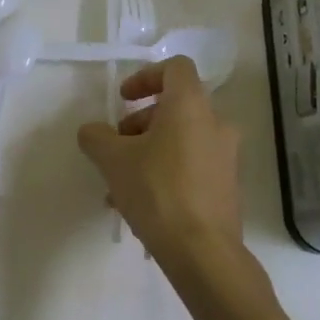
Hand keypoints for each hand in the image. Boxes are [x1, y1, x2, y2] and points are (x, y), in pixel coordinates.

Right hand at [77, 57, 243, 271]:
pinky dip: (165, 171)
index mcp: (190, 105)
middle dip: (140, 122)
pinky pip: (191, 165)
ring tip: (119, 183)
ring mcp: (225, 156)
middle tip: (116, 146)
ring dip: (148, 150)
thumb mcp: (113, 160)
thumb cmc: (157, 191)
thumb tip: (92, 132)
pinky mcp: (226, 186)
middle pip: (174, 106)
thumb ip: (96, 137)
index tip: (124, 99)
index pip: (175, 67)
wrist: (203, 253)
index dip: (146, 76)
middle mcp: (215, 124)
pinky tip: (139, 203)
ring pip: (180, 139)